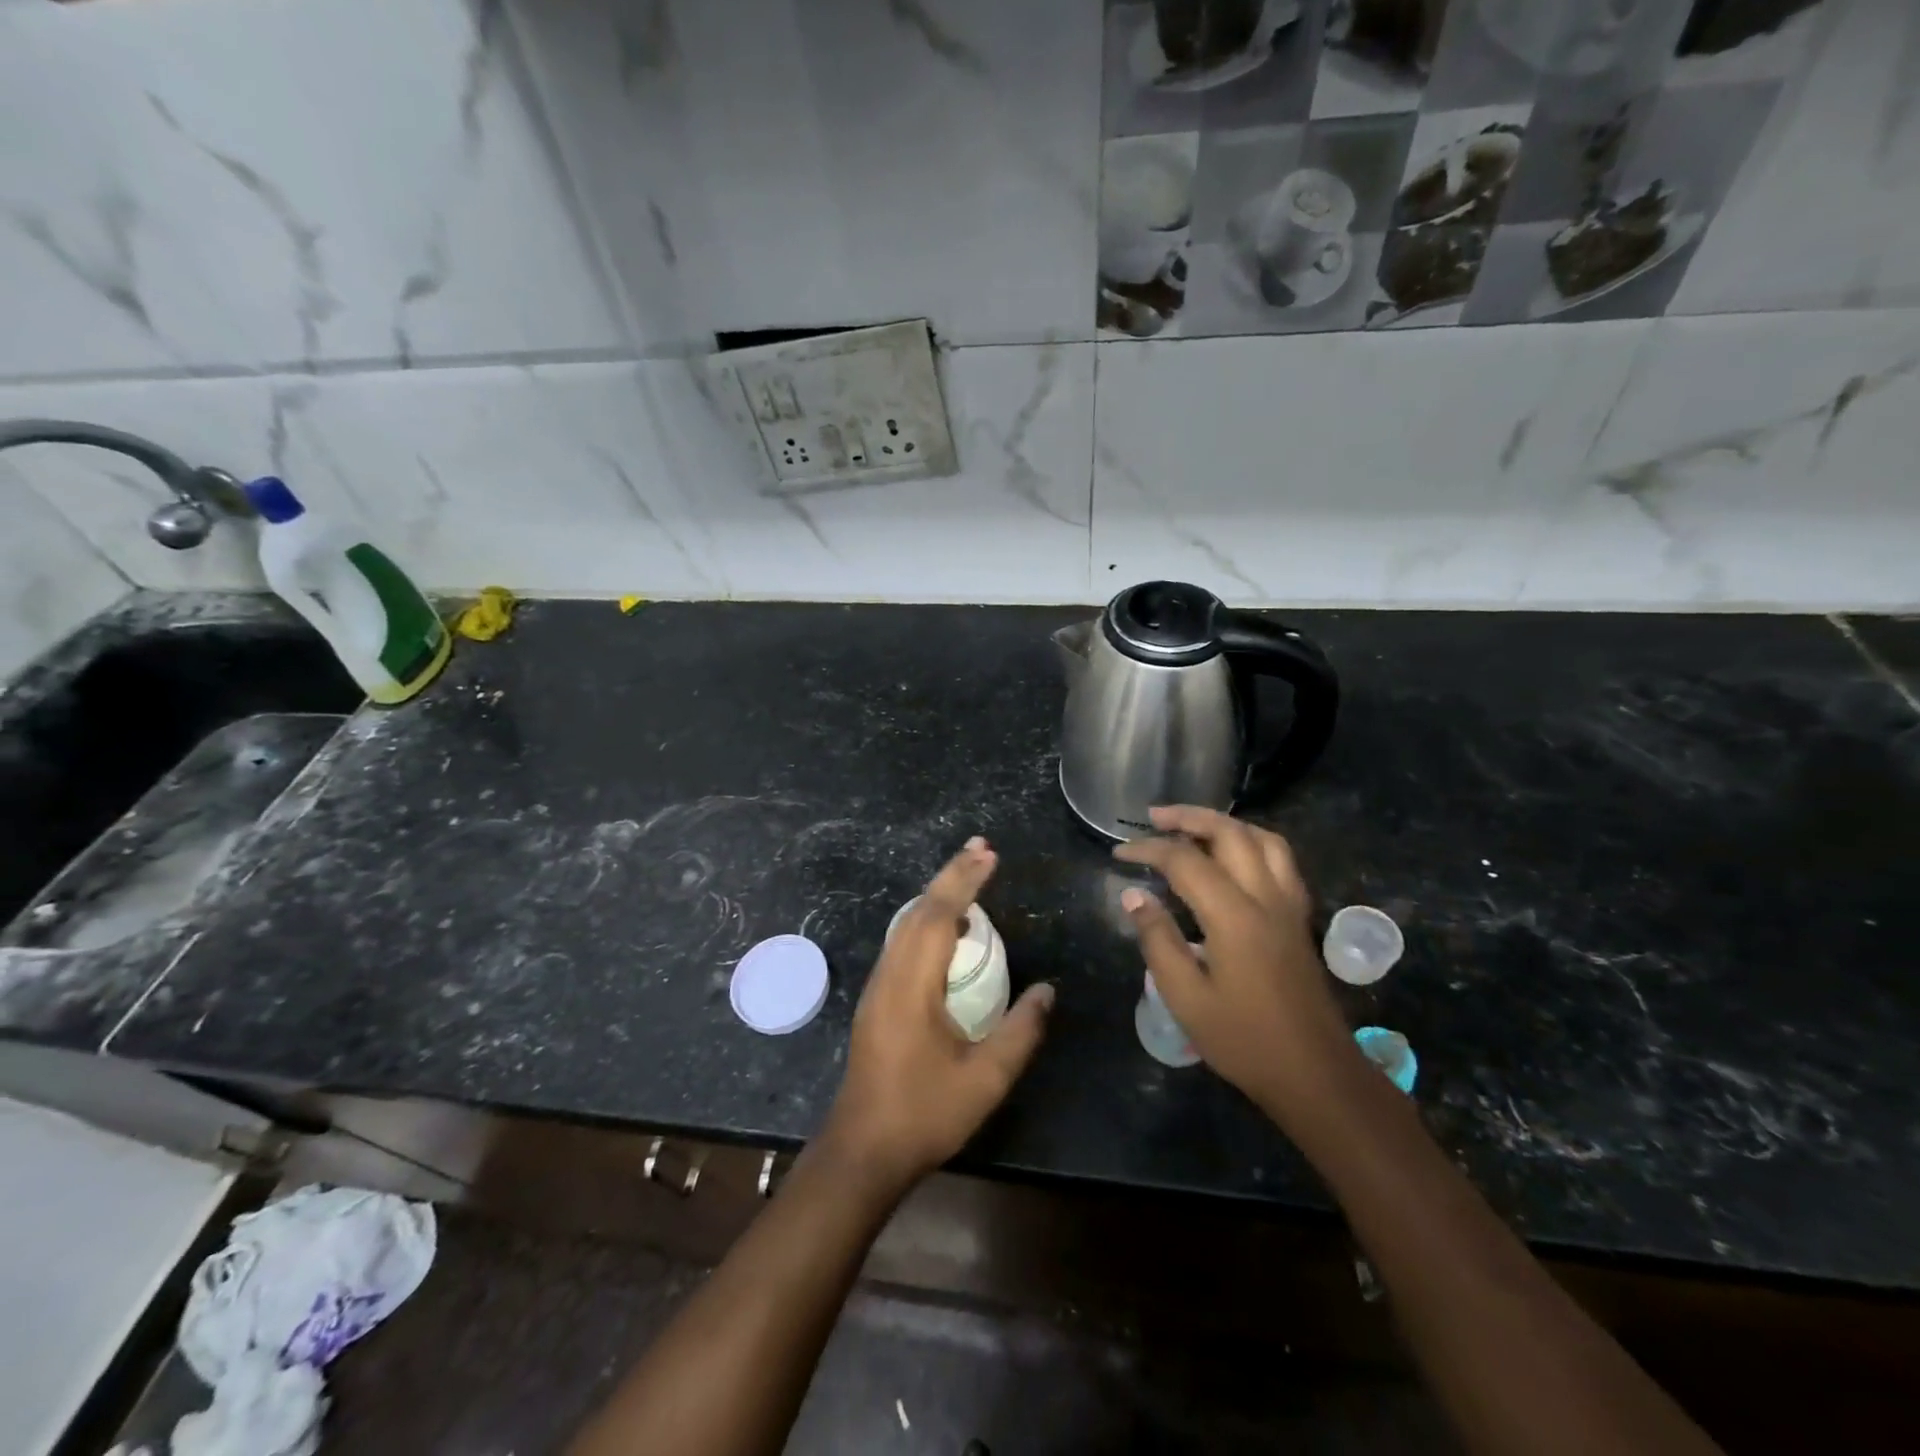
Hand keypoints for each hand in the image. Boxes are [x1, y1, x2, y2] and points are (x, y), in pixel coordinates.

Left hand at [821, 836, 1053, 1189]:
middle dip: (951, 876)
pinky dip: (928, 922)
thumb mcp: (985, 1079)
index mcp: (912, 985)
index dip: (964, 881)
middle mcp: (890, 975)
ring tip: (971, 879)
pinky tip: (952, 933)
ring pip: (907, 925)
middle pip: (919, 910)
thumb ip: (1021, 1031)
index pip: (939, 916)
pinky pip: (903, 943)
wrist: (862, 1151)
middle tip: (982, 850)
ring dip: (938, 897)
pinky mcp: (877, 1000)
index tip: (988, 854)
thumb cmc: (924, 1113)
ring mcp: (878, 986)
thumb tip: (1048, 990)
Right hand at [1114, 806, 1356, 1116]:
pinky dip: (1253, 842)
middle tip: (1154, 817)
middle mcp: (1266, 898)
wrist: (1316, 1075)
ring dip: (1225, 824)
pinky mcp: (1300, 919)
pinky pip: (1281, 859)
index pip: (1185, 861)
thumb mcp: (1186, 997)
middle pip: (1229, 833)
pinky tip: (1235, 857)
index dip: (1148, 849)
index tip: (1119, 853)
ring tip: (1194, 827)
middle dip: (1189, 817)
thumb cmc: (1244, 1041)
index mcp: (1234, 916)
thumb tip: (1133, 896)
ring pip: (1263, 839)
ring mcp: (1289, 906)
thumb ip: (1158, 940)